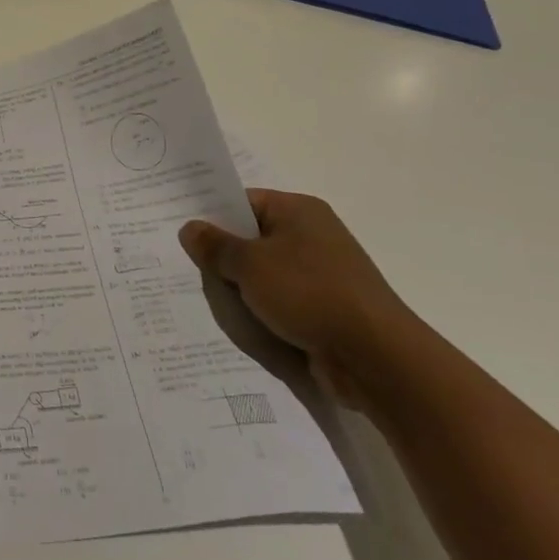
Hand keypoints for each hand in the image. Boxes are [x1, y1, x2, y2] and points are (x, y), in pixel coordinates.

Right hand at [179, 191, 416, 407]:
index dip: (212, 215)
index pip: (244, 201)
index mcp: (299, 211)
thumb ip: (215, 245)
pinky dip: (261, 310)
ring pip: (265, 273)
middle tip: (184, 264)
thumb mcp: (249, 264)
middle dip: (223, 254)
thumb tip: (190, 228)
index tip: (182, 231)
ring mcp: (322, 273)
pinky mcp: (326, 308)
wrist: (377, 358)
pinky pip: (281, 301)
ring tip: (206, 296)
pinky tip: (237, 321)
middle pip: (253, 237)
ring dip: (241, 286)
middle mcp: (313, 235)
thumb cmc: (309, 294)